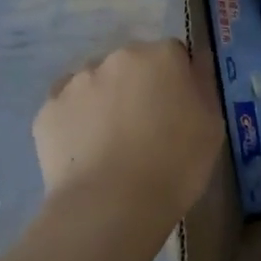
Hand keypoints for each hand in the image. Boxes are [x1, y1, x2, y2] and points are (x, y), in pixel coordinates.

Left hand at [32, 40, 223, 219]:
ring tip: (111, 141)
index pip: (175, 55)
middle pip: (133, 63)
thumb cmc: (175, 164)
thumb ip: (202, 87)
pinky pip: (67, 106)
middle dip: (139, 85)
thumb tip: (194, 68)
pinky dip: (76, 120)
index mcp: (162, 55)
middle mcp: (119, 56)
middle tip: (146, 126)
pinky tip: (85, 149)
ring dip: (106, 99)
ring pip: (97, 81)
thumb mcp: (212, 125)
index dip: (178, 81)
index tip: (179, 109)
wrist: (111, 206)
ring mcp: (78, 81)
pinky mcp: (47, 110)